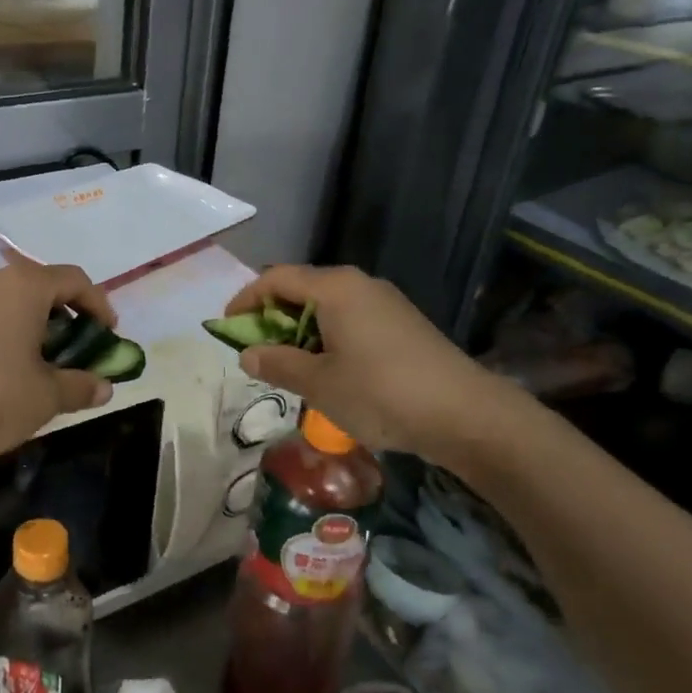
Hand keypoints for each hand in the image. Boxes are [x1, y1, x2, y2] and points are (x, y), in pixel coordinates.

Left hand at [0, 261, 116, 461]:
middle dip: (66, 317)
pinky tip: (2, 369)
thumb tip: (104, 387)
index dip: (99, 305)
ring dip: (32, 326)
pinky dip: (3, 333)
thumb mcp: (46, 397)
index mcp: (23, 286)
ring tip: (40, 363)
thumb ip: (80, 386)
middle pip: (41, 288)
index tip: (108, 335)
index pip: (75, 280)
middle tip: (76, 351)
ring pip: (9, 302)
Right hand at [224, 264, 502, 454]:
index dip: (246, 299)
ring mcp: (385, 303)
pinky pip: (351, 320)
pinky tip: (330, 371)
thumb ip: (277, 363)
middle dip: (273, 318)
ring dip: (301, 332)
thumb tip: (247, 354)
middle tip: (257, 352)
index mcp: (335, 288)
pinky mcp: (403, 324)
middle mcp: (360, 285)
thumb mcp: (318, 383)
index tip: (226, 328)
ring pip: (328, 307)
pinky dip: (328, 338)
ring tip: (290, 367)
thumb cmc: (380, 393)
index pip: (276, 278)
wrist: (465, 414)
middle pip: (302, 289)